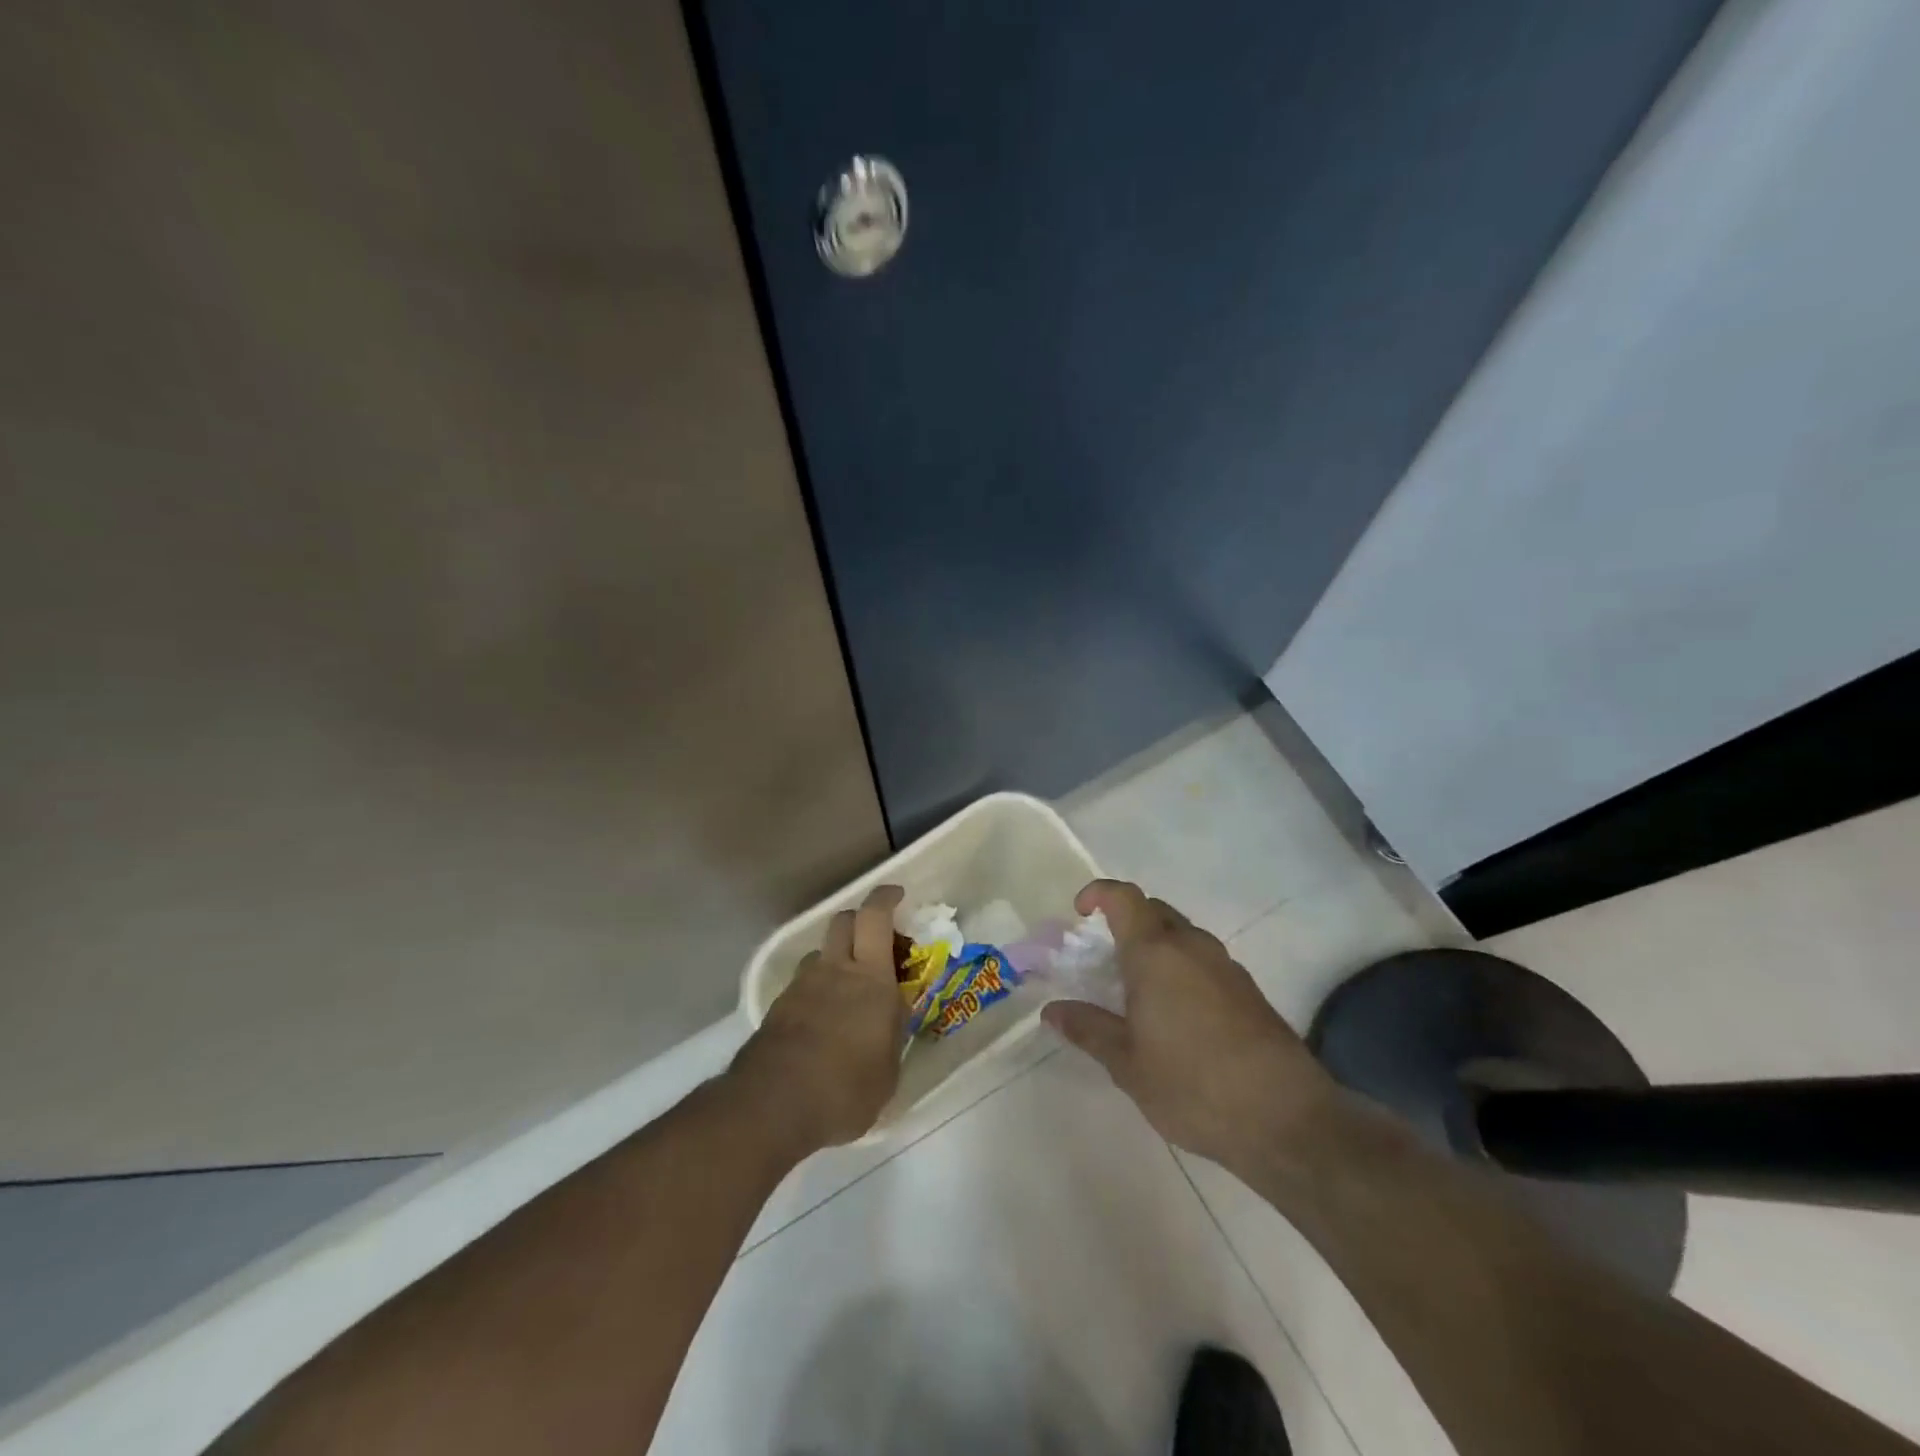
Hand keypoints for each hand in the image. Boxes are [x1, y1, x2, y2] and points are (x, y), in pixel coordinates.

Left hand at [728, 884, 905, 1154]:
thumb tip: (891, 1014)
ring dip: (836, 957)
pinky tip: (823, 1021)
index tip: (896, 895)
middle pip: (843, 921)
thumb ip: (892, 1032)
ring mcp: (801, 987)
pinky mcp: (777, 1009)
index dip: (885, 898)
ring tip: (848, 989)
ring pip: (819, 953)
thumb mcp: (888, 1069)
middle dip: (861, 920)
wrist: (773, 1106)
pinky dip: (816, 990)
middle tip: (877, 940)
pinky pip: (802, 984)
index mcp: (870, 977)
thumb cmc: (845, 1089)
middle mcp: (834, 970)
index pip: (875, 917)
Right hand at [1040, 879, 1340, 1173]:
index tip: (1079, 915)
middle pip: (1153, 911)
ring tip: (1136, 992)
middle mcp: (1192, 946)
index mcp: (1156, 953)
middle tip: (1102, 960)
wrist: (1286, 1118)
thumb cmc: (1192, 1085)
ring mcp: (1225, 966)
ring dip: (1155, 947)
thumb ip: (1089, 1029)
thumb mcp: (1127, 1063)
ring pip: (1181, 936)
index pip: (1123, 897)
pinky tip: (1175, 1015)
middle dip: (1124, 922)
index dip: (1097, 894)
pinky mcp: (1248, 990)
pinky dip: (1180, 969)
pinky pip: (1203, 961)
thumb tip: (1053, 1010)